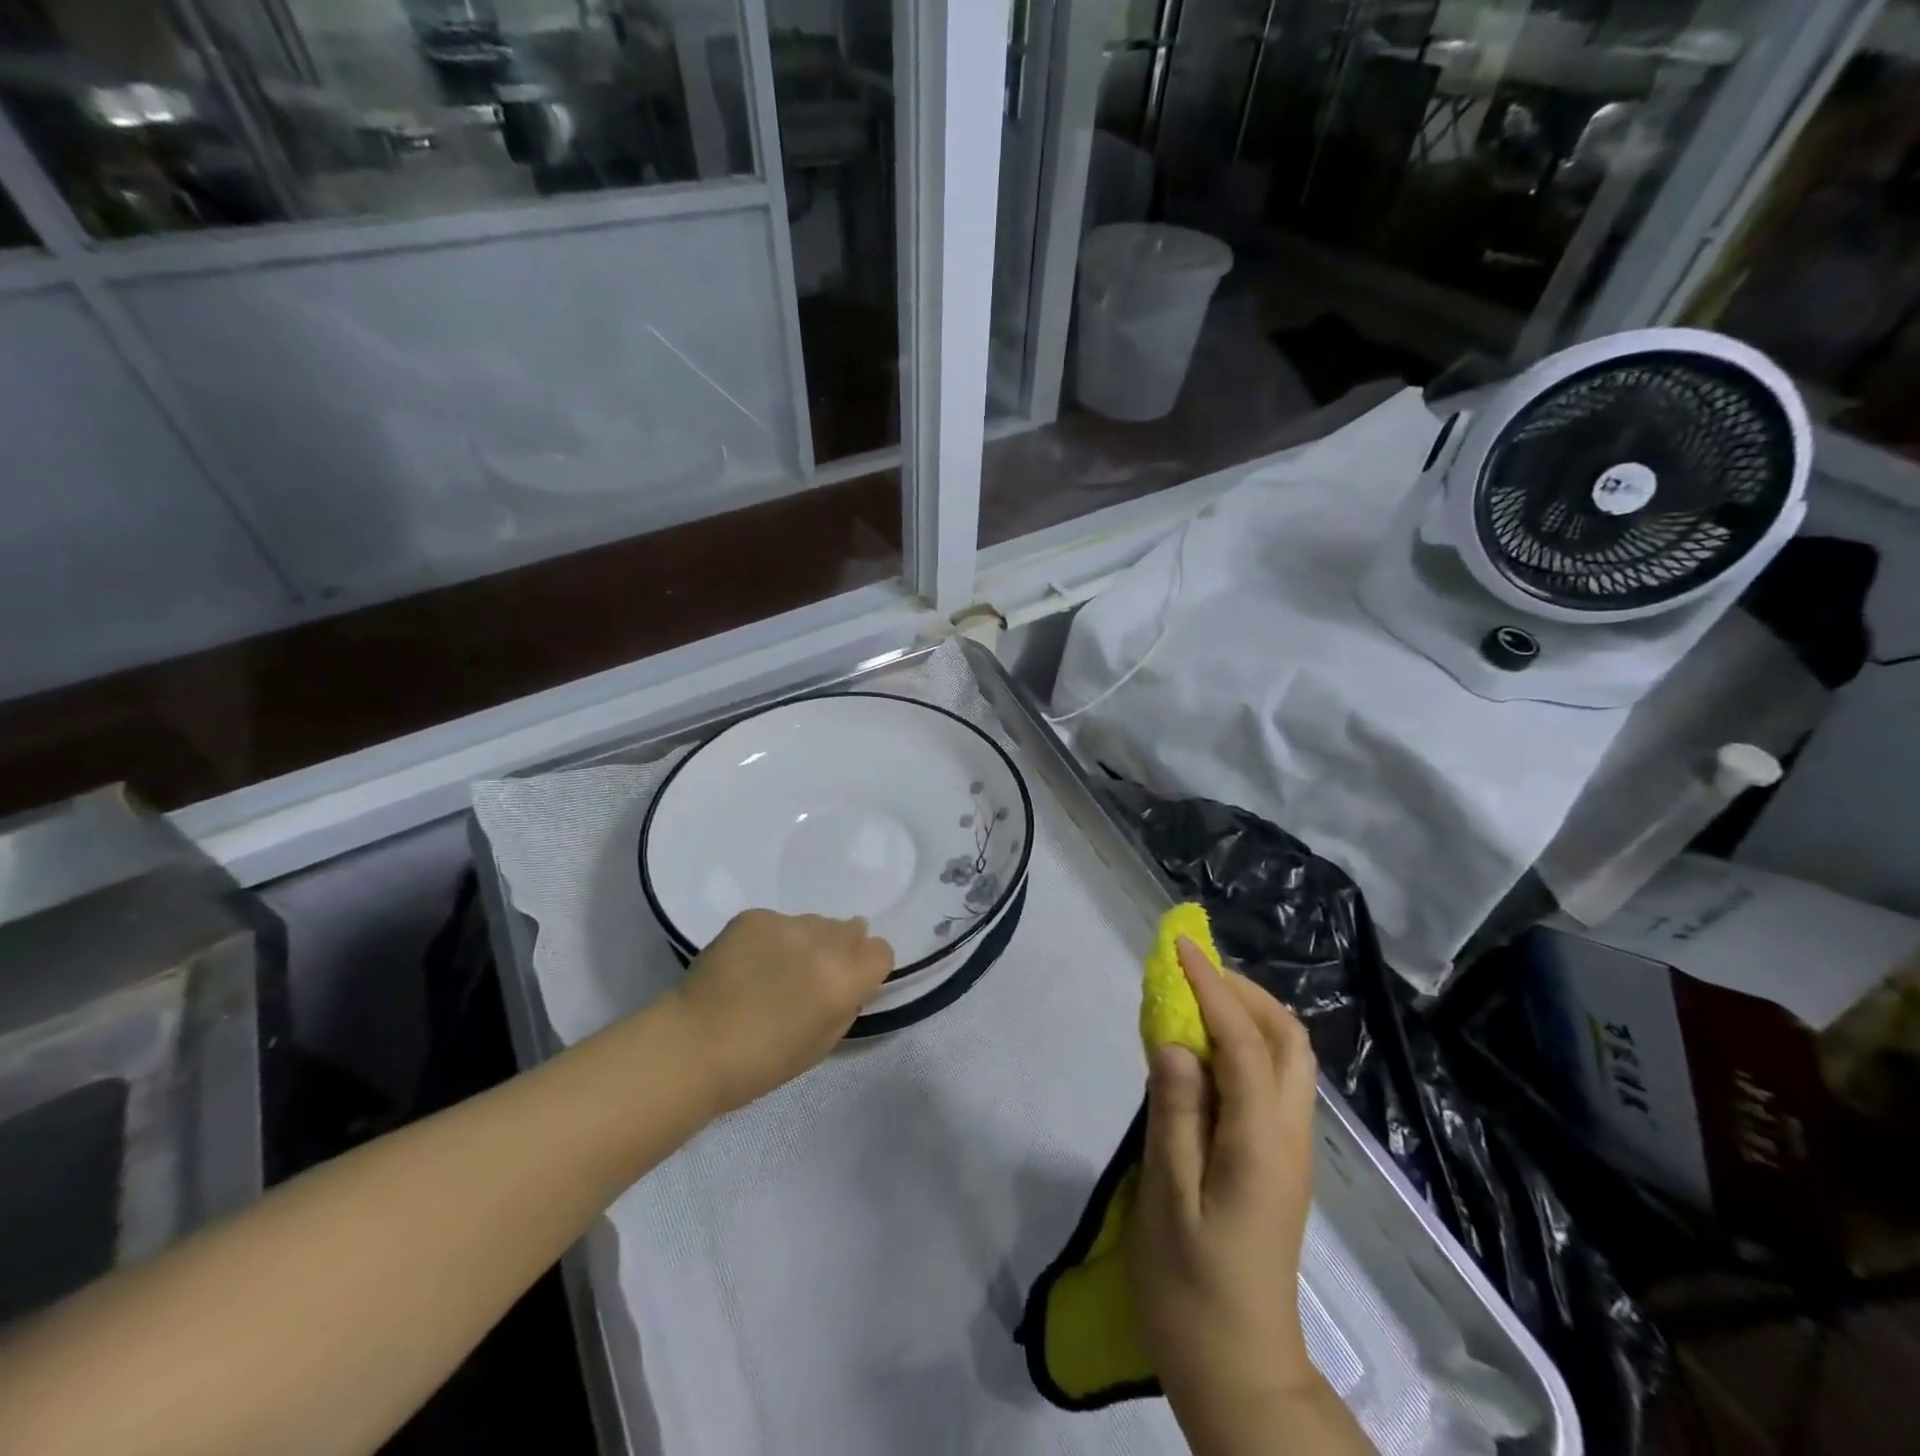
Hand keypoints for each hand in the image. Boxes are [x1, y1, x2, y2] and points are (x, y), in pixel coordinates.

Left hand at [672, 910, 893, 1113]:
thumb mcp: (823, 1043)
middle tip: (812, 974)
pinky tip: (749, 963)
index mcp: (843, 980)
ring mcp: (786, 924)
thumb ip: (846, 1003)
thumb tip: (850, 980)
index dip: (868, 967)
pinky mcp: (754, 917)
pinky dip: (771, 938)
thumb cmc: (761, 1062)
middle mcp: (822, 943)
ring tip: (775, 969)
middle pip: (851, 929)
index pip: (881, 950)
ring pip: (814, 922)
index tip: (851, 982)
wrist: (694, 1046)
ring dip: (807, 941)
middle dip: (840, 948)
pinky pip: (778, 922)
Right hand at [1127, 939, 1320, 1435]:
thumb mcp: (1168, 1200)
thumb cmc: (1192, 1287)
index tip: (1178, 947)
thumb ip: (1173, 1114)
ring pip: (1285, 1056)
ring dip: (1246, 1014)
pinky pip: (1270, 1079)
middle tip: (1190, 972)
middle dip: (1242, 990)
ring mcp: (1289, 1148)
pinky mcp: (1278, 1160)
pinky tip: (1202, 1053)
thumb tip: (1174, 1041)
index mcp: (1261, 1141)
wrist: (1240, 1373)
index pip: (1242, 1040)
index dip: (1211, 986)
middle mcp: (1288, 1134)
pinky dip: (1243, 1044)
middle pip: (1286, 1038)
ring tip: (1192, 1000)